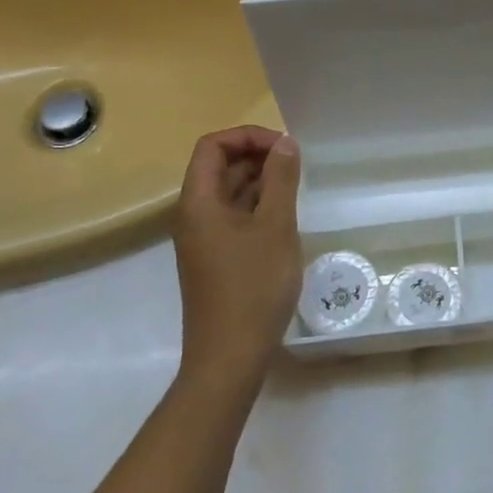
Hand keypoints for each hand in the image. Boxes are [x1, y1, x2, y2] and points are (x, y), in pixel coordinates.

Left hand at [173, 126, 301, 382]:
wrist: (230, 356)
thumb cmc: (253, 286)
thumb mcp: (275, 226)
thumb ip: (281, 180)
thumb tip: (285, 143)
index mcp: (198, 201)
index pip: (213, 146)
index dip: (248, 137)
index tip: (285, 147)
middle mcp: (194, 215)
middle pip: (219, 167)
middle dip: (257, 156)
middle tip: (298, 165)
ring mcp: (204, 239)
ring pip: (229, 193)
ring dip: (261, 181)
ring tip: (297, 187)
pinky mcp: (216, 259)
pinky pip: (235, 217)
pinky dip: (258, 206)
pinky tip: (286, 216)